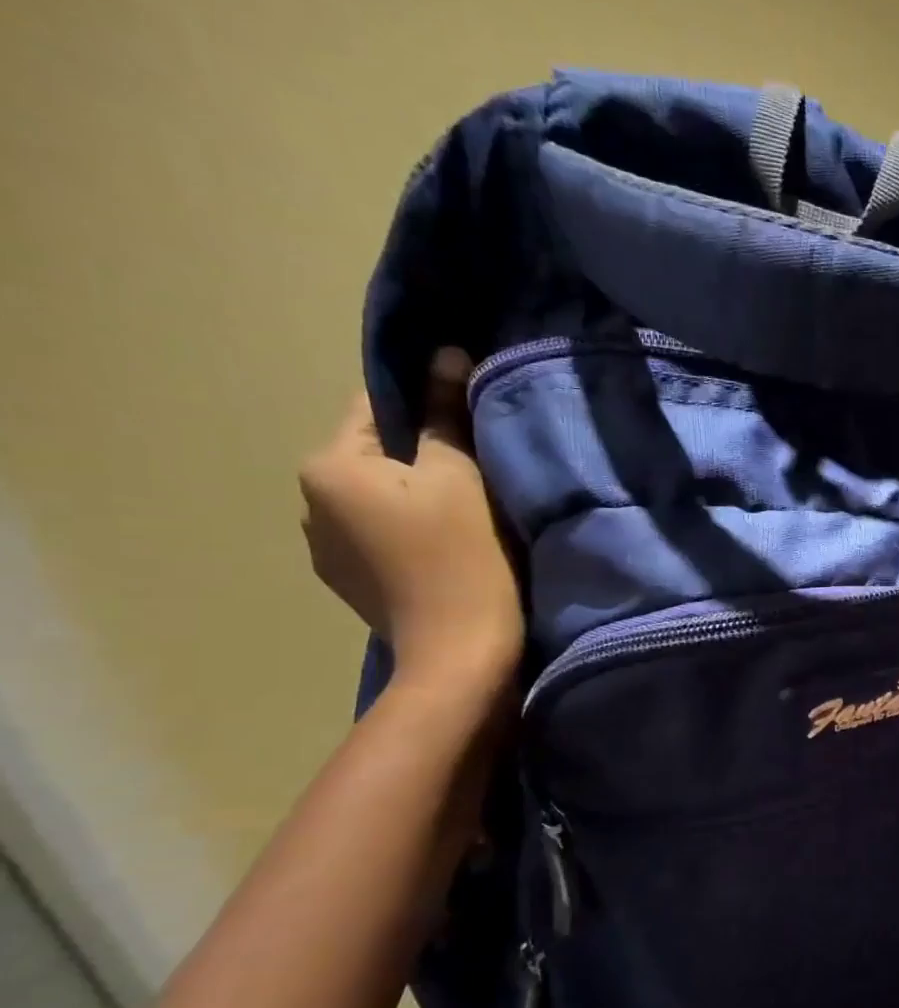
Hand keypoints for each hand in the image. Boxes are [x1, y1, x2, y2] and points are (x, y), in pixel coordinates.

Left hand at [298, 348, 521, 693]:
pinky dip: (411, 529)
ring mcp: (326, 547)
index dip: (427, 403)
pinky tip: (447, 548)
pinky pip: (380, 532)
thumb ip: (445, 414)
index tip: (471, 417)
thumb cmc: (463, 557)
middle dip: (422, 453)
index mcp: (328, 466)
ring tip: (467, 513)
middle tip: (480, 469)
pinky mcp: (350, 581)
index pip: (374, 406)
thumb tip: (445, 353)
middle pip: (376, 454)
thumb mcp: (460, 477)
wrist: (460, 654)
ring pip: (379, 496)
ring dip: (417, 493)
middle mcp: (310, 502)